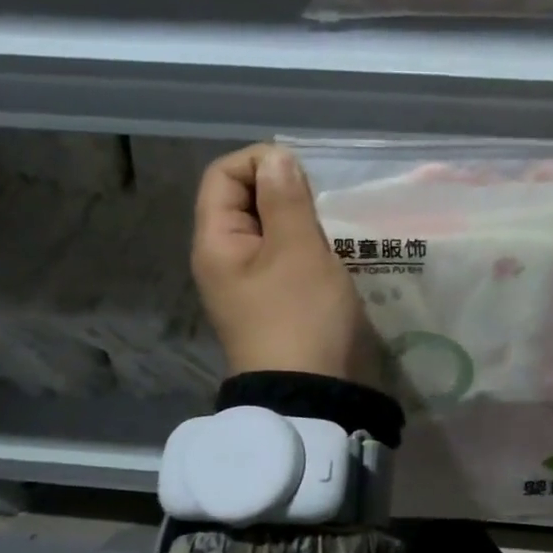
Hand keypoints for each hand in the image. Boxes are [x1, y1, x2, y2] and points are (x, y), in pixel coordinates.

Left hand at [191, 144, 368, 381]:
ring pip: (272, 231)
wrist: (312, 394)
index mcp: (217, 242)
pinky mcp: (278, 302)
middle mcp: (226, 259)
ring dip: (301, 221)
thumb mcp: (297, 250)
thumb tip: (276, 158)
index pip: (223, 175)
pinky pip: (288, 258)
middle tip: (323, 203)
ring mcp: (252, 283)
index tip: (304, 172)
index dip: (260, 161)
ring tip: (333, 227)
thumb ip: (286, 199)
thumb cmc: (302, 316)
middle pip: (245, 201)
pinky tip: (336, 253)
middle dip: (285, 191)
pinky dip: (309, 247)